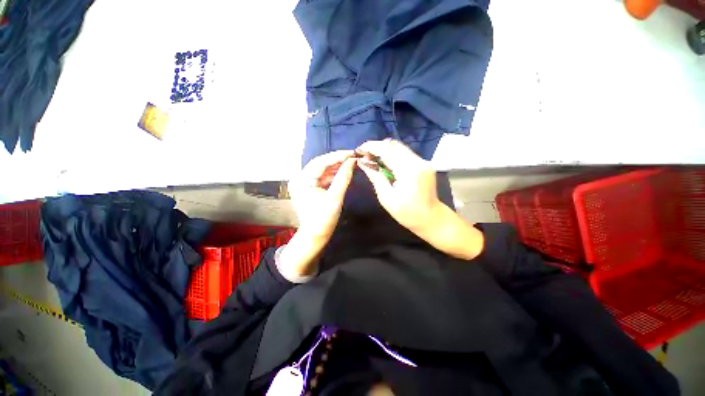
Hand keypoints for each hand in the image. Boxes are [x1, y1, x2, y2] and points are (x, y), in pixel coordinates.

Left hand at [289, 150, 355, 238]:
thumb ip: (344, 177)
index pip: (321, 162)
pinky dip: (332, 174)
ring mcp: (303, 182)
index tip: (352, 152)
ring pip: (322, 170)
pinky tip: (343, 172)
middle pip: (320, 164)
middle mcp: (300, 178)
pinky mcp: (308, 187)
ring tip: (350, 163)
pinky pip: (322, 177)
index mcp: (302, 180)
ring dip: (336, 167)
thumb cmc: (324, 219)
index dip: (337, 156)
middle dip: (337, 160)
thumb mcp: (335, 197)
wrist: (315, 235)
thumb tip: (352, 161)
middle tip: (353, 156)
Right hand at [356, 140, 440, 232]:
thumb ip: (375, 177)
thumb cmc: (407, 213)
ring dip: (384, 151)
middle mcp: (418, 161)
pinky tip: (385, 164)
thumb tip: (362, 162)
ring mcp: (423, 161)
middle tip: (365, 155)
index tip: (359, 149)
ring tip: (372, 159)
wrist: (431, 218)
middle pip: (394, 145)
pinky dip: (393, 156)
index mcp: (409, 171)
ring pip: (399, 148)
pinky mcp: (424, 164)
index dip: (371, 147)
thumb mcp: (386, 197)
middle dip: (377, 147)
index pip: (387, 150)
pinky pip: (405, 154)